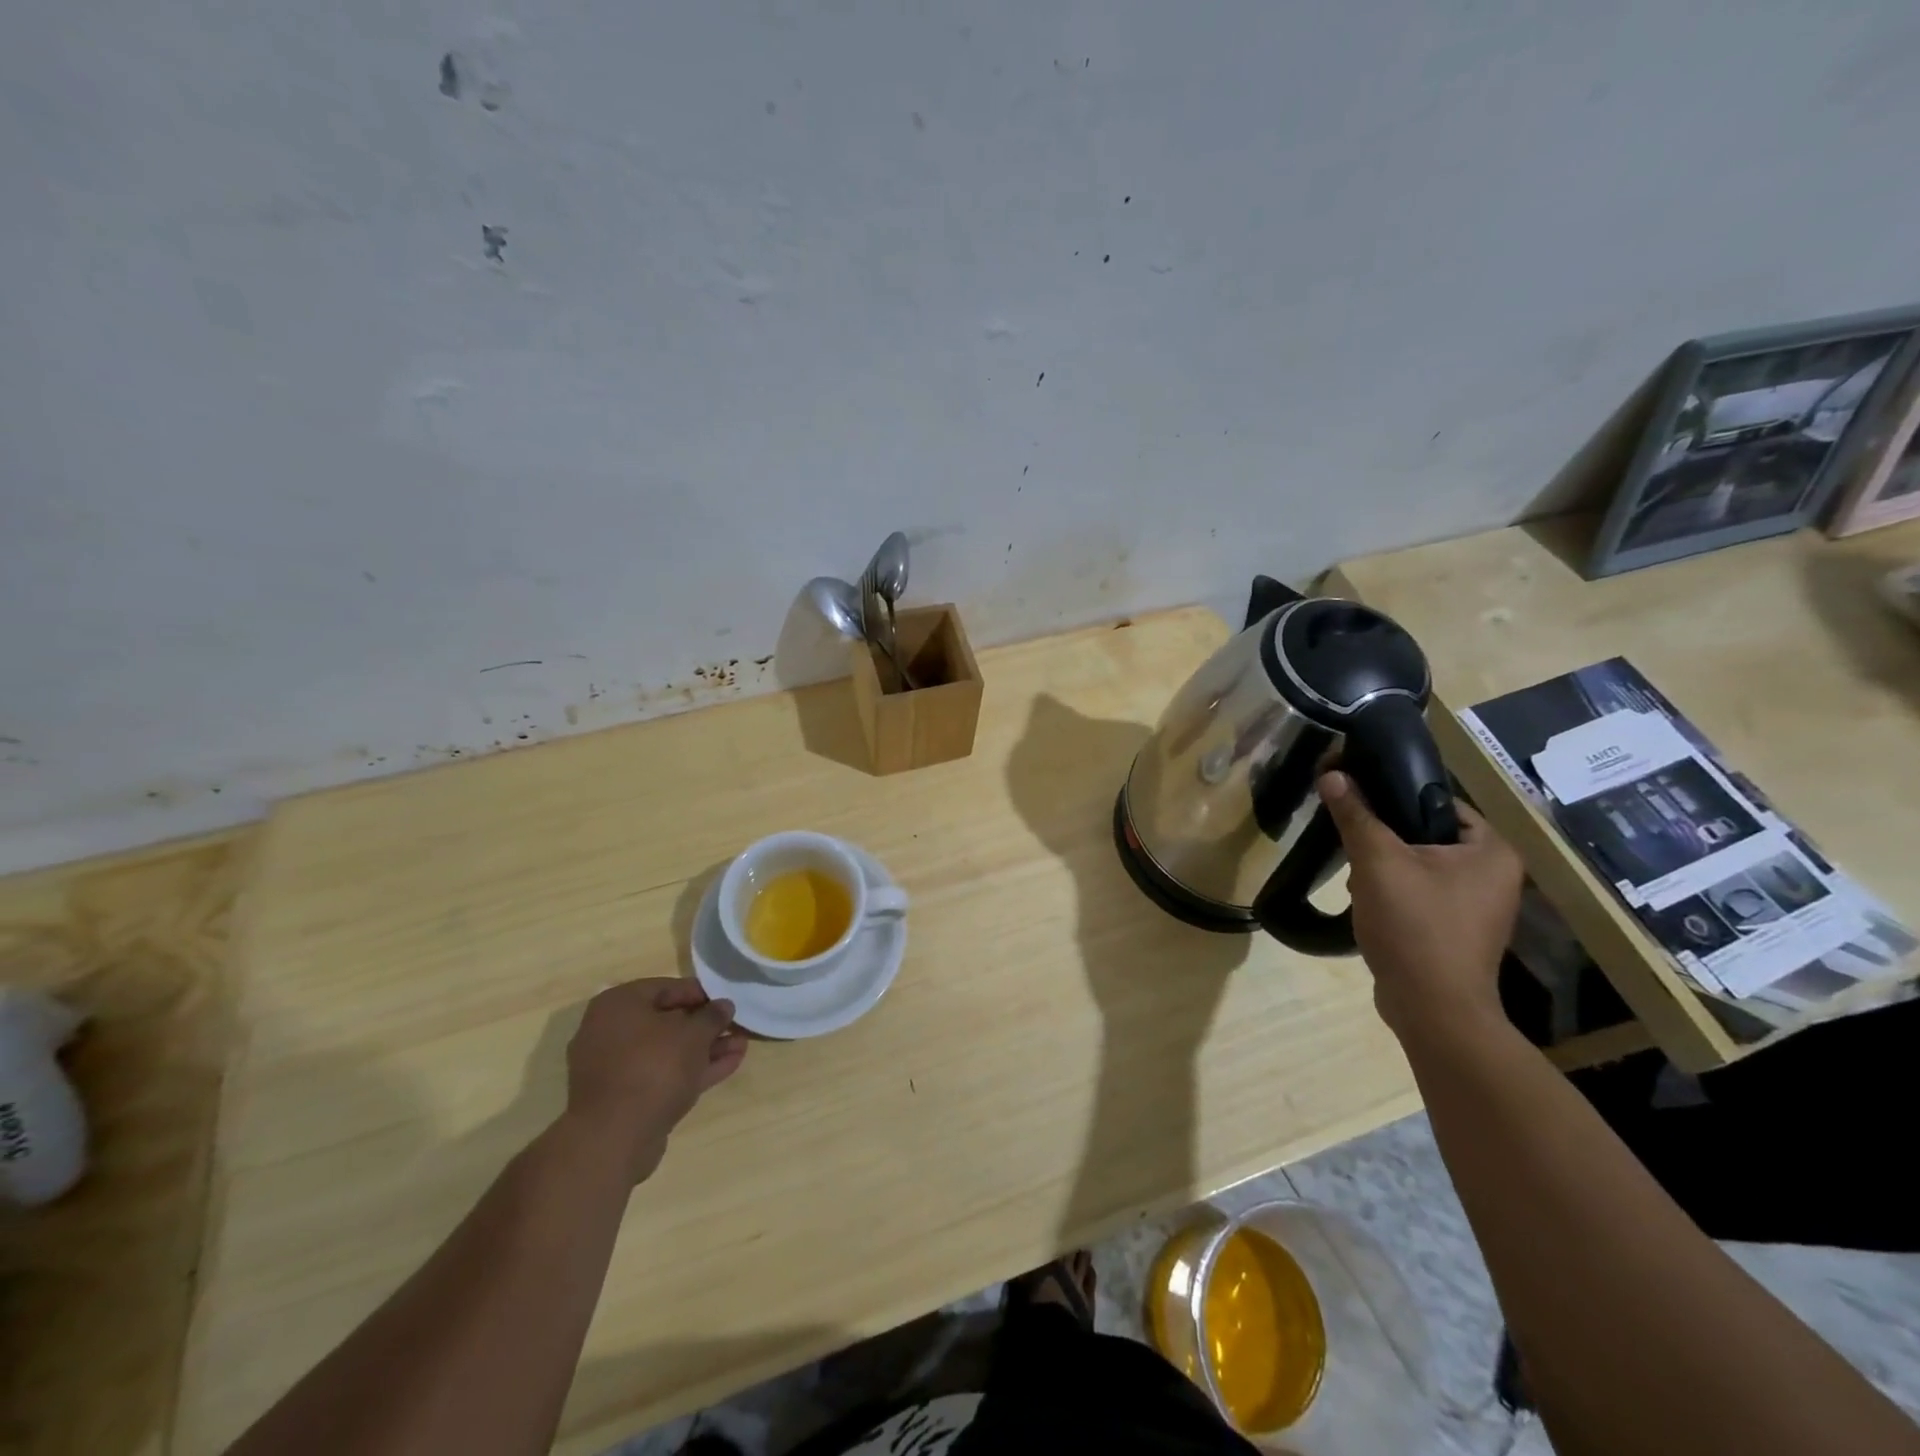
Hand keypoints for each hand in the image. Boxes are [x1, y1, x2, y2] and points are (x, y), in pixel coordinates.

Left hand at [564, 979, 747, 1180]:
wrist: (614, 1137)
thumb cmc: (653, 1067)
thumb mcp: (693, 1034)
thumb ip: (712, 1016)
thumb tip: (723, 1006)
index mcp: (618, 1004)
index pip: (666, 987)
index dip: (701, 993)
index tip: (726, 1002)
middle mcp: (609, 1031)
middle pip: (667, 1021)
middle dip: (704, 1026)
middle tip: (735, 1026)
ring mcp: (615, 1068)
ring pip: (667, 1051)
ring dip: (704, 1049)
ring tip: (740, 1046)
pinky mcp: (624, 1098)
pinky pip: (662, 1074)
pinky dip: (691, 1069)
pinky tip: (728, 1065)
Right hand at [1318, 771, 1523, 1042]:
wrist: (1431, 1009)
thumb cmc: (1415, 925)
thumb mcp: (1377, 862)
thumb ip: (1355, 814)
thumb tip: (1332, 774)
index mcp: (1491, 850)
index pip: (1437, 800)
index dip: (1394, 794)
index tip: (1356, 798)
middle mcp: (1494, 875)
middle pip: (1425, 833)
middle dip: (1384, 839)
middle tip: (1354, 845)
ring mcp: (1477, 907)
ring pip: (1418, 865)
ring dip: (1384, 867)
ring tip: (1358, 878)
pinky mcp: (1455, 931)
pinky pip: (1419, 894)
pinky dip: (1393, 894)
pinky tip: (1369, 904)